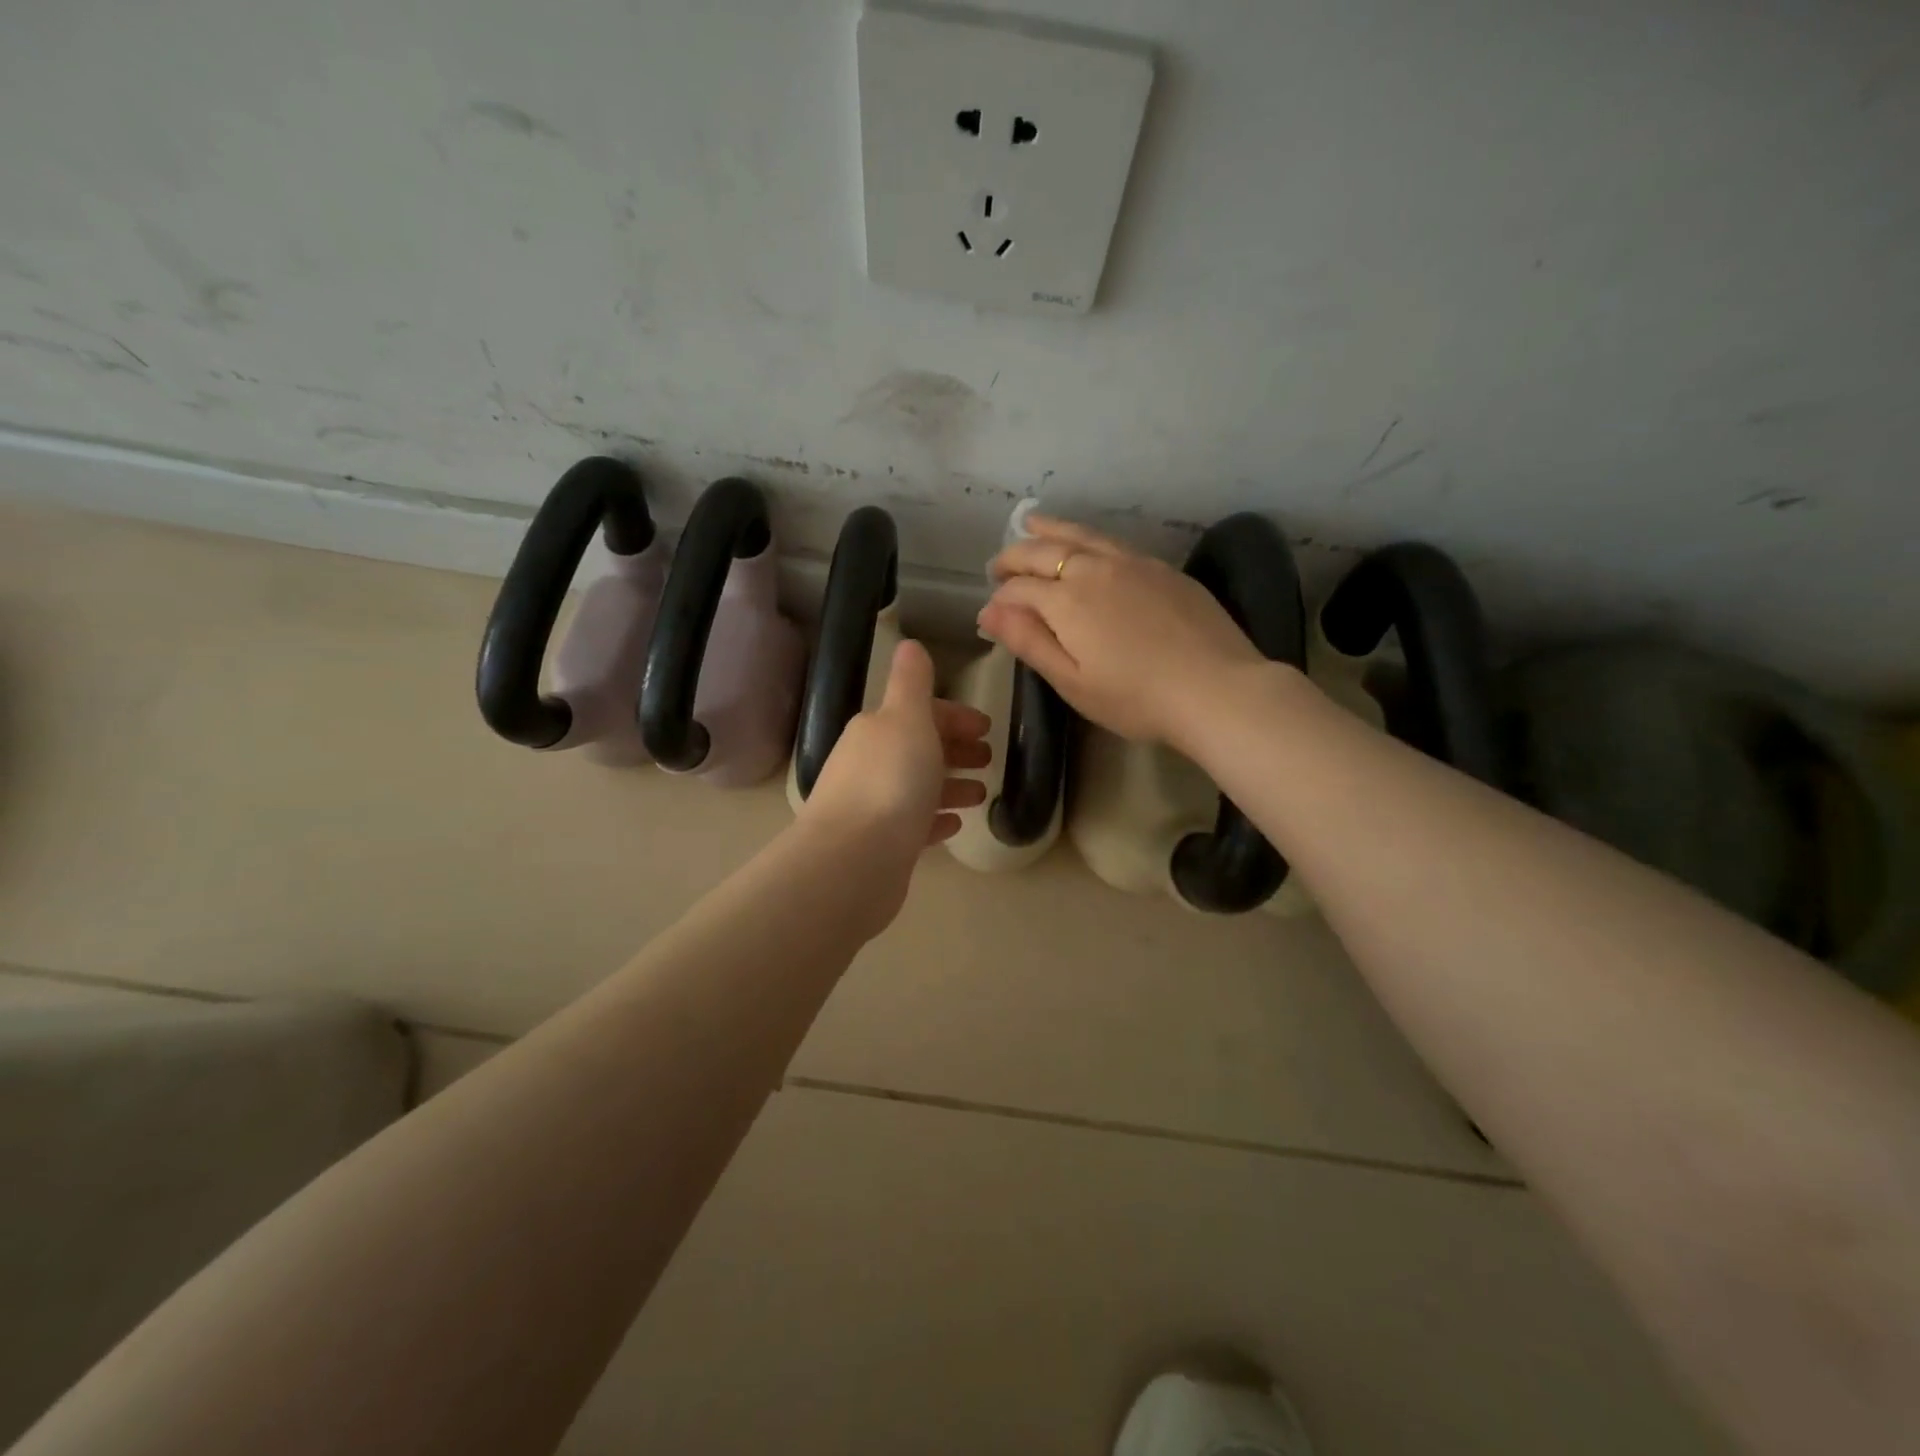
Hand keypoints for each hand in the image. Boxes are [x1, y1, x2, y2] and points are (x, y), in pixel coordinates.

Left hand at [799, 639, 990, 863]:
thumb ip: (912, 683)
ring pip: (918, 788)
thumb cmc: (890, 781)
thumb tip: (909, 644)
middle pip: (918, 749)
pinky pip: (914, 825)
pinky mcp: (881, 846)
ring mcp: (873, 807)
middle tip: (989, 759)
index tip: (987, 728)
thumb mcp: (907, 718)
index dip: (954, 717)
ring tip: (982, 794)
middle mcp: (869, 764)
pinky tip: (955, 824)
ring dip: (950, 785)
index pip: (919, 713)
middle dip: (954, 750)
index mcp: (876, 730)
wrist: (854, 861)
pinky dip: (935, 819)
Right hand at [980, 515, 1270, 749]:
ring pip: (1081, 535)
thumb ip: (1029, 642)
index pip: (1020, 589)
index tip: (990, 614)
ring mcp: (1133, 563)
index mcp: (1067, 599)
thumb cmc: (1136, 698)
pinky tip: (1088, 545)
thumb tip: (988, 612)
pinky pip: (1112, 541)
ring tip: (1031, 524)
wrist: (1216, 689)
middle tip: (998, 567)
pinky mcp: (1163, 569)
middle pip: (1044, 552)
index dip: (1000, 600)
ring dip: (1050, 530)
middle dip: (1015, 557)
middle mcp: (1095, 569)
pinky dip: (1086, 537)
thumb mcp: (1072, 681)